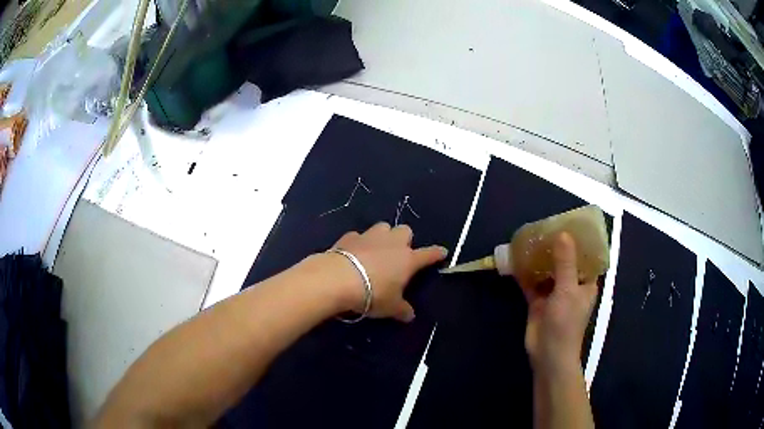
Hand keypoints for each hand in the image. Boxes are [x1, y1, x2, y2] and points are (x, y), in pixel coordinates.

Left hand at [327, 222, 447, 321]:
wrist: (338, 279)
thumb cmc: (373, 294)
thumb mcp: (390, 307)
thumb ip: (402, 310)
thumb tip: (410, 315)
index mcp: (407, 259)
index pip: (428, 254)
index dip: (436, 253)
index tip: (442, 252)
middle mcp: (392, 243)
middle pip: (405, 230)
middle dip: (404, 239)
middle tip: (399, 253)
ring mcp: (370, 236)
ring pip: (383, 227)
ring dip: (383, 236)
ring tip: (377, 249)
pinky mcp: (350, 237)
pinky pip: (359, 235)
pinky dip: (359, 243)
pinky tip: (354, 253)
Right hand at [522, 232, 597, 374]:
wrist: (548, 354)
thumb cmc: (566, 322)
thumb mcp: (568, 290)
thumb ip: (565, 262)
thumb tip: (562, 234)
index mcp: (586, 282)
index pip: (586, 257)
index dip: (580, 241)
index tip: (570, 224)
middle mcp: (571, 285)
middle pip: (565, 261)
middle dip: (556, 247)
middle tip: (545, 227)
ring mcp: (554, 294)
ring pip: (547, 271)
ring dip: (540, 259)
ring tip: (530, 238)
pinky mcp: (538, 302)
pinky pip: (532, 283)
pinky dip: (525, 273)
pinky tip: (516, 260)